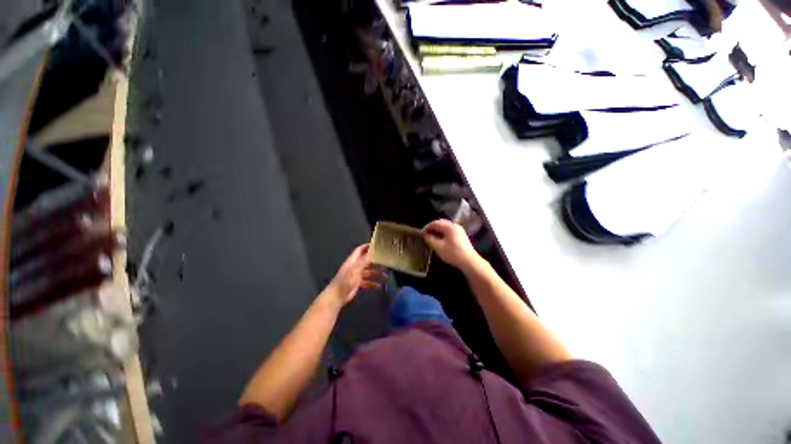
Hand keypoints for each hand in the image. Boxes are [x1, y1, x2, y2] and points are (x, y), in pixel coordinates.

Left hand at [326, 244, 384, 306]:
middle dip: (375, 260)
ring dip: (376, 273)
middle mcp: (354, 266)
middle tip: (385, 261)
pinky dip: (373, 284)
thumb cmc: (345, 280)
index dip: (367, 246)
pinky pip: (367, 282)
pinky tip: (379, 286)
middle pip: (366, 261)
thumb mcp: (356, 268)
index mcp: (353, 261)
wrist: (337, 296)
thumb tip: (373, 252)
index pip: (360, 250)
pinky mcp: (357, 284)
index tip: (377, 245)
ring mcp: (356, 275)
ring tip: (385, 275)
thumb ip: (365, 260)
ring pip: (368, 272)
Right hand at [422, 219, 480, 271]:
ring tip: (431, 238)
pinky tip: (440, 240)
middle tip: (425, 235)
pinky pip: (449, 231)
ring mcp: (459, 230)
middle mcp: (455, 225)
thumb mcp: (438, 247)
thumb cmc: (453, 253)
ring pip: (445, 227)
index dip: (427, 227)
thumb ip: (430, 239)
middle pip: (440, 223)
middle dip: (432, 228)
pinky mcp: (461, 235)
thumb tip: (425, 235)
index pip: (435, 223)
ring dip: (437, 231)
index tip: (421, 234)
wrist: (469, 261)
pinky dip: (443, 233)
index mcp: (449, 226)